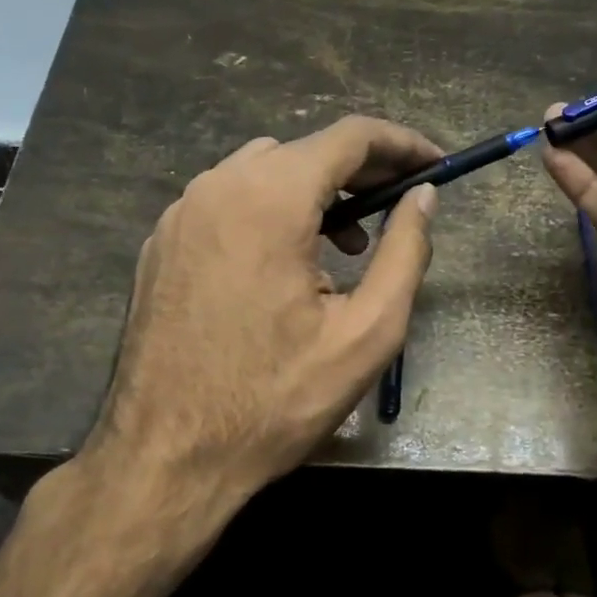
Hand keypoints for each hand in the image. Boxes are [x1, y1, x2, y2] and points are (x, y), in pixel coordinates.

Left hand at [79, 116, 441, 513]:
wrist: (165, 460)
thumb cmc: (275, 401)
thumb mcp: (367, 333)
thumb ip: (405, 252)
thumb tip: (423, 196)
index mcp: (270, 200)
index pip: (349, 136)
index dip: (402, 143)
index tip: (434, 164)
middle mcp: (218, 187)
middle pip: (306, 150)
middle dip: (362, 170)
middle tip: (400, 207)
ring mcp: (181, 213)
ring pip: (265, 170)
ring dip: (316, 191)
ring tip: (346, 246)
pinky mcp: (162, 242)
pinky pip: (229, 200)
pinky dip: (272, 210)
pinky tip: (286, 264)